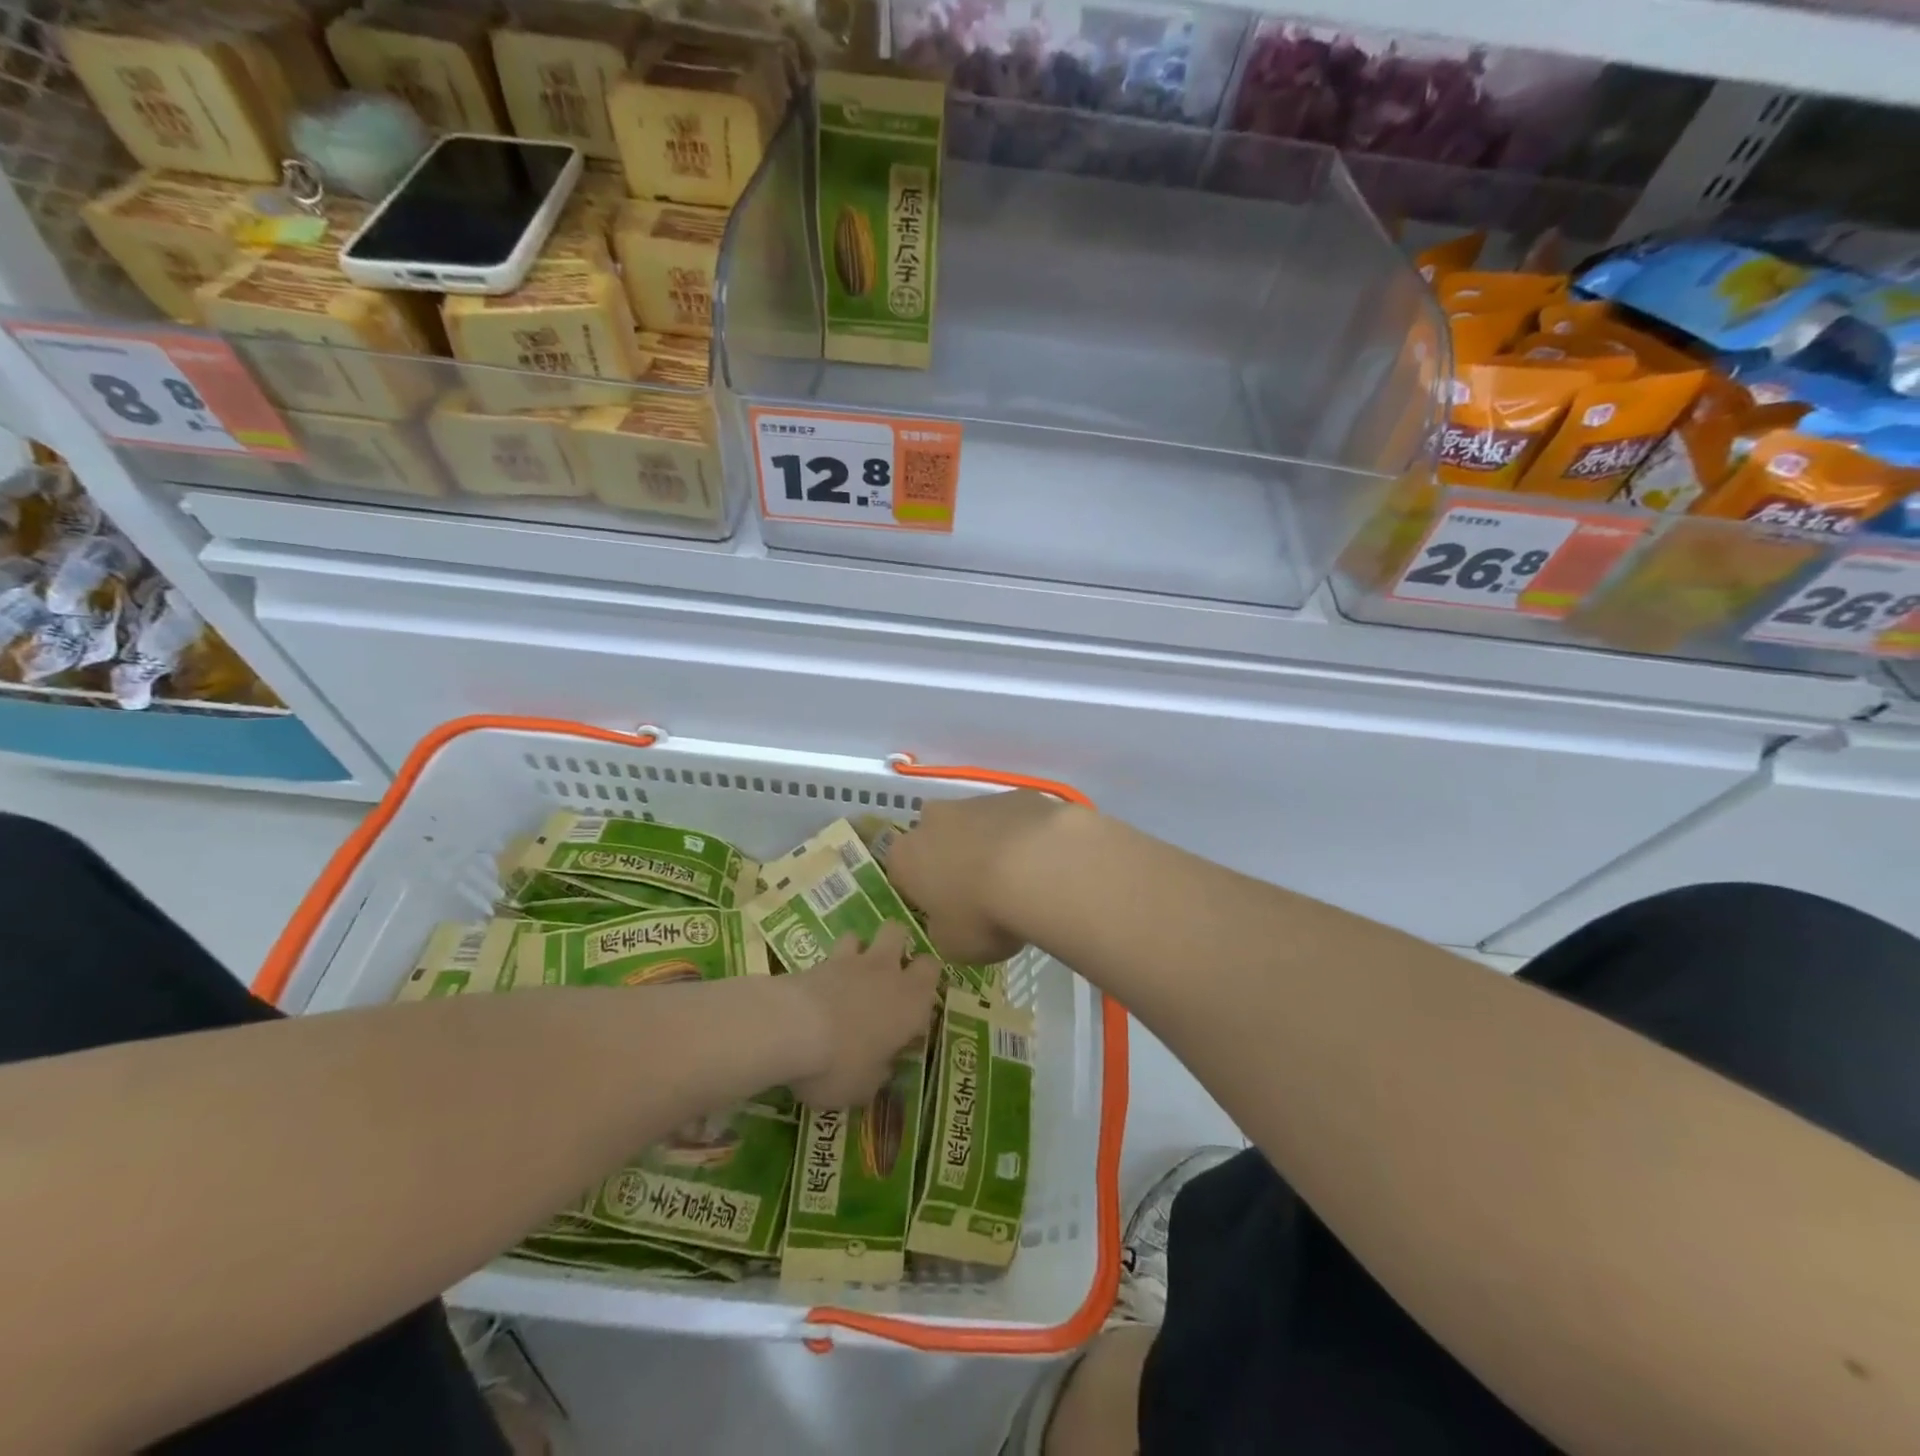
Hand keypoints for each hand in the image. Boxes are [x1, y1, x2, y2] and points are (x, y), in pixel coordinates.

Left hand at [784, 921, 940, 1107]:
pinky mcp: (817, 960)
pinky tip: (821, 987)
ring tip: (850, 975)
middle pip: (900, 933)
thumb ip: (878, 1073)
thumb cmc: (839, 1063)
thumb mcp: (864, 1087)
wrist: (790, 1029)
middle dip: (896, 946)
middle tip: (887, 974)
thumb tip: (881, 1068)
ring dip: (859, 950)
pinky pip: (830, 954)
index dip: (925, 979)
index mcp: (911, 1000)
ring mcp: (851, 961)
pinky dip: (828, 967)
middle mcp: (887, 971)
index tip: (914, 1001)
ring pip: (863, 935)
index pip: (932, 969)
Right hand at [883, 791, 1070, 965]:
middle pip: (937, 840)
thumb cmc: (982, 914)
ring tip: (1019, 881)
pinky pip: (1013, 820)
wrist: (1039, 868)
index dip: (922, 893)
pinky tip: (1042, 863)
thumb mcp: (953, 945)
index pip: (902, 873)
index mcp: (906, 857)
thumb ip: (943, 930)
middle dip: (953, 861)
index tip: (944, 912)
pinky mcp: (1016, 794)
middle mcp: (933, 820)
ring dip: (989, 847)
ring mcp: (975, 801)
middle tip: (980, 894)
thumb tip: (949, 922)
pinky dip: (1022, 837)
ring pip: (976, 826)